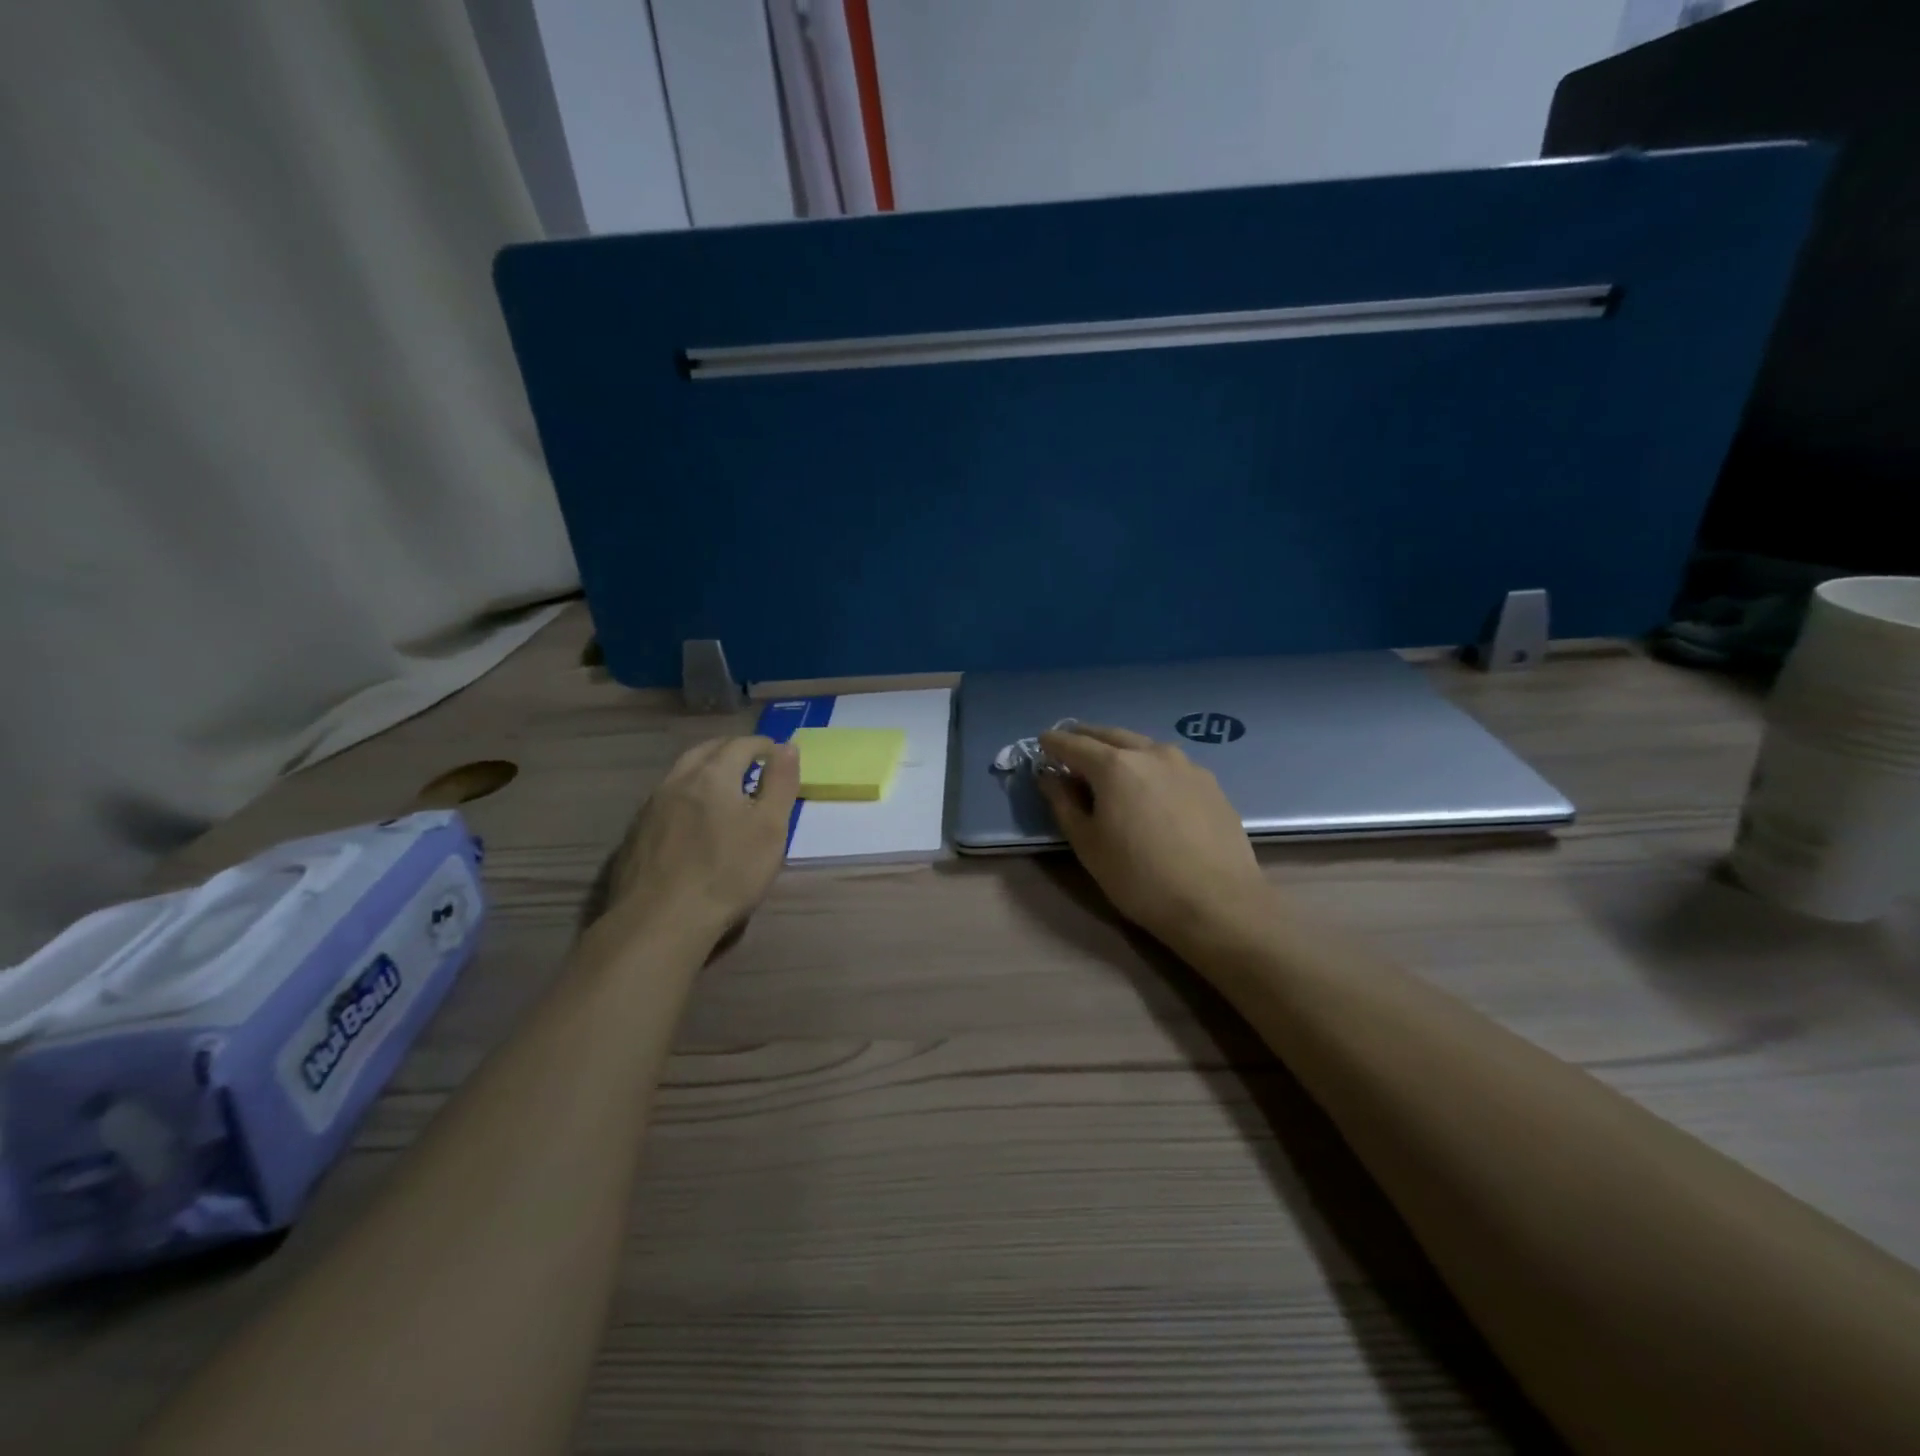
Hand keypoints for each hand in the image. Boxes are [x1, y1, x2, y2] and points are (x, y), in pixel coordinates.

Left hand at [605, 735, 799, 941]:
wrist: (660, 921)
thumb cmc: (727, 873)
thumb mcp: (770, 828)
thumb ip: (781, 783)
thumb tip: (787, 746)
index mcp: (713, 775)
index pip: (741, 745)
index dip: (763, 745)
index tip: (777, 754)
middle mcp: (677, 780)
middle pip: (705, 751)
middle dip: (731, 750)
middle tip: (751, 762)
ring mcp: (650, 806)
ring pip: (681, 773)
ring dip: (705, 769)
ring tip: (723, 786)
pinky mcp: (636, 833)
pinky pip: (665, 798)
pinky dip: (686, 794)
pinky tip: (691, 817)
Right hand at [1037, 725, 1271, 951]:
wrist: (1217, 903)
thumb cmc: (1139, 878)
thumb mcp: (1087, 845)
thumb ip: (1063, 803)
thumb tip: (1050, 777)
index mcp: (1115, 765)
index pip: (1074, 744)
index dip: (1054, 743)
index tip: (1042, 743)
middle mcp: (1151, 753)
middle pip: (1111, 735)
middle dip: (1086, 738)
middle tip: (1070, 745)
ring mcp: (1186, 765)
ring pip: (1144, 746)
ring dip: (1120, 748)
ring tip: (1108, 762)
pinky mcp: (1210, 783)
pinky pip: (1169, 764)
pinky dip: (1149, 765)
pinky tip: (1149, 785)